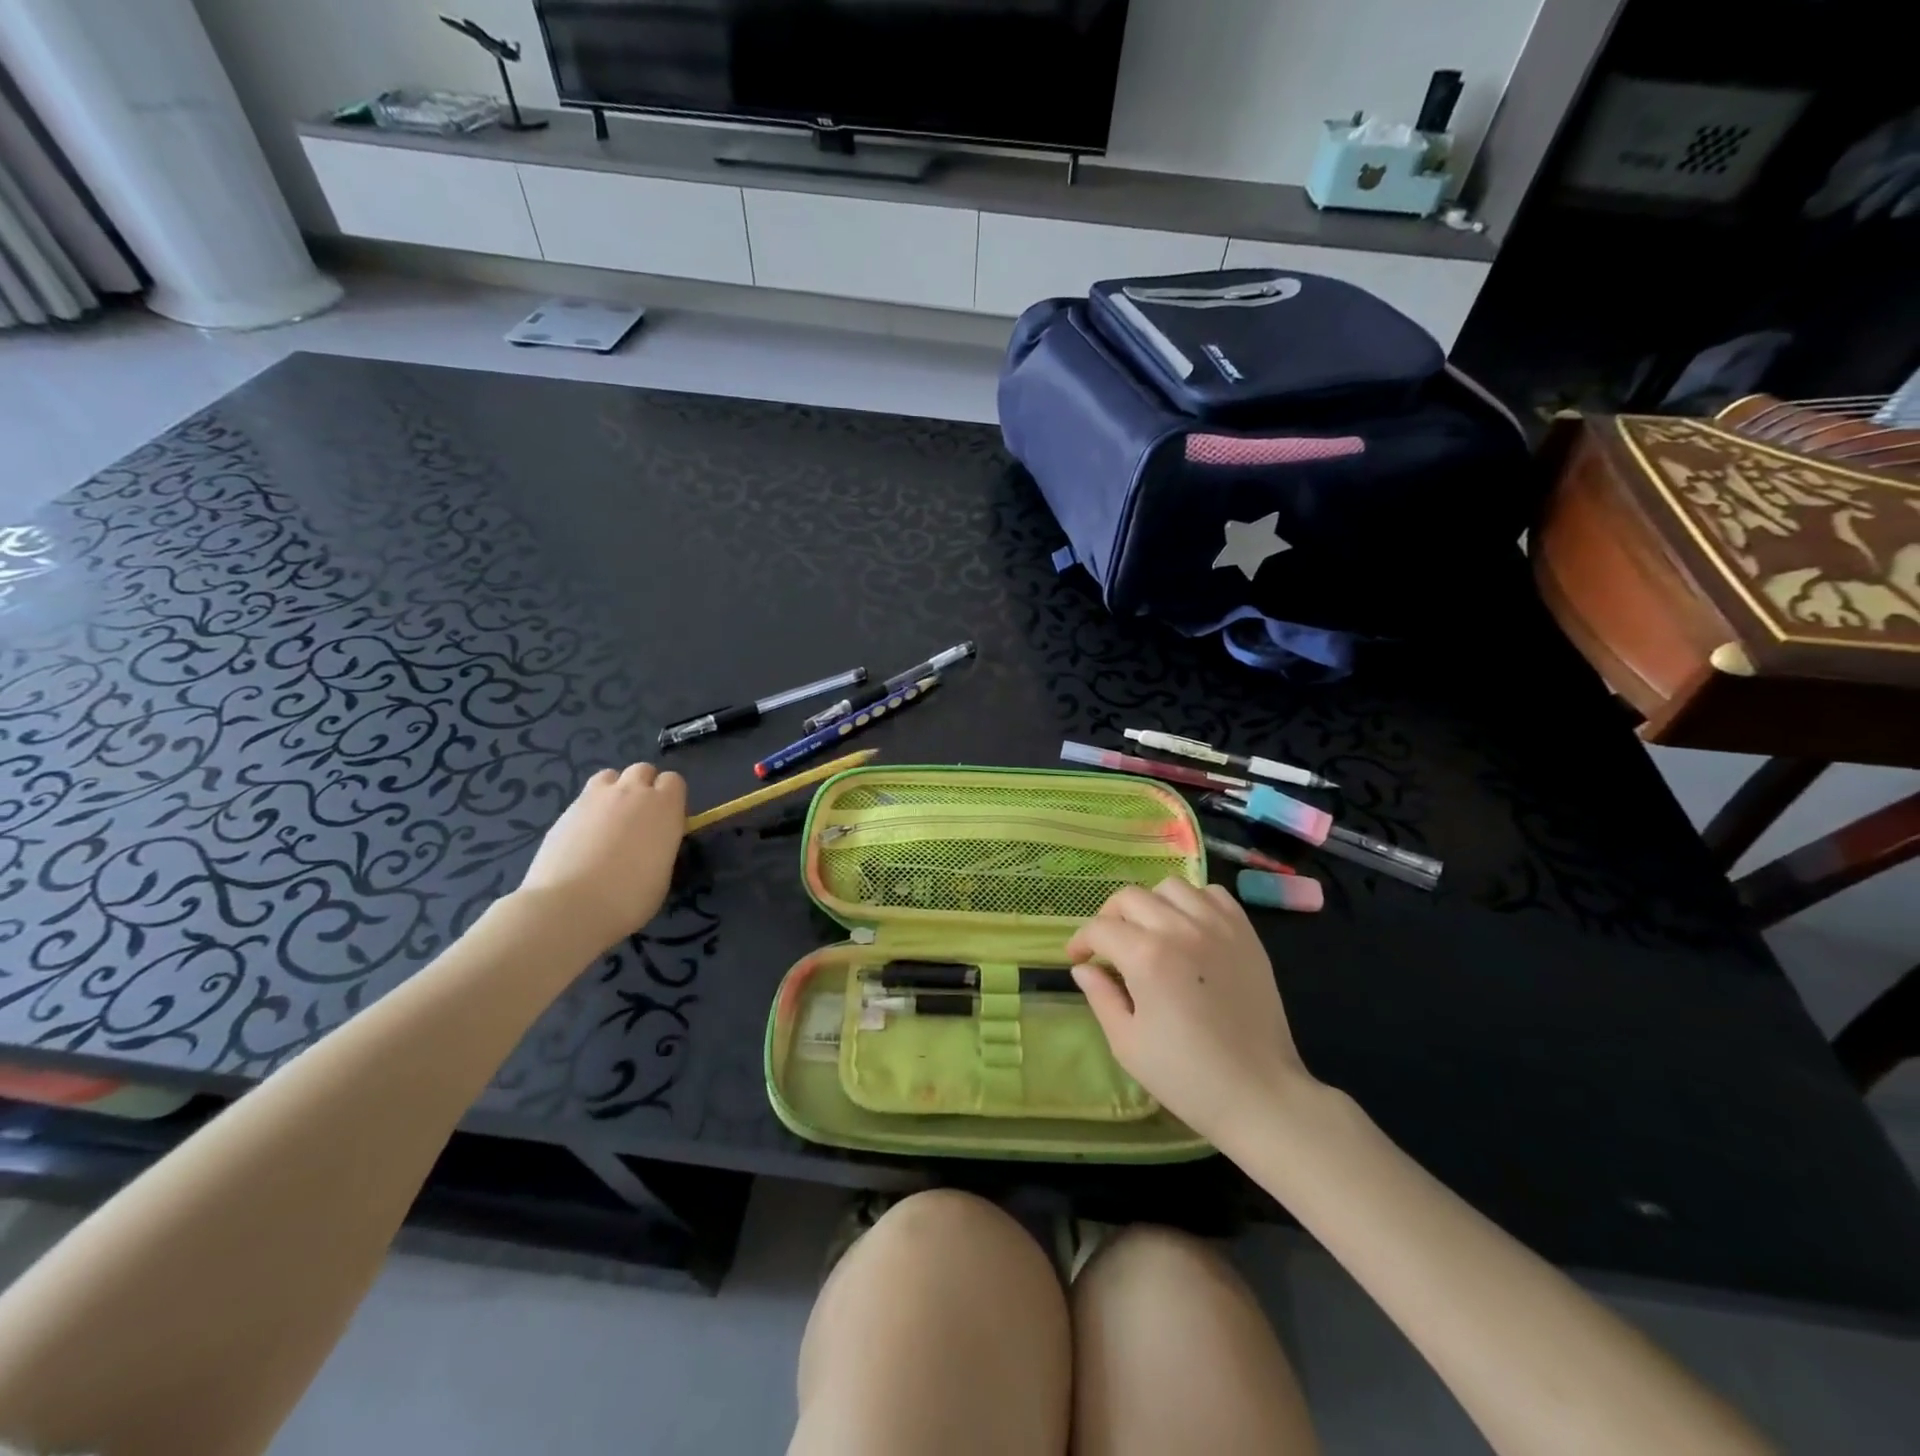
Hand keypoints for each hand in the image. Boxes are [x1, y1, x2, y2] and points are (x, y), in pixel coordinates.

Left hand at [517, 764, 686, 949]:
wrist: (570, 906)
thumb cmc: (630, 897)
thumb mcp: (663, 871)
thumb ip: (662, 844)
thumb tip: (653, 841)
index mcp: (664, 806)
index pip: (673, 781)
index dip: (671, 798)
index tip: (668, 820)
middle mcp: (631, 792)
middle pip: (642, 770)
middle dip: (644, 787)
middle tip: (640, 818)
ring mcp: (595, 798)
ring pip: (610, 776)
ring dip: (615, 790)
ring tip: (610, 820)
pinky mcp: (565, 811)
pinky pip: (585, 798)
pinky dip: (590, 811)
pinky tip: (584, 838)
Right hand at [1066, 879, 1313, 1143]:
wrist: (1260, 1094)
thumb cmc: (1186, 1076)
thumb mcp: (1127, 1044)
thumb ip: (1100, 997)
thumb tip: (1083, 969)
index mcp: (1146, 957)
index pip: (1100, 929)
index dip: (1081, 941)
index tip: (1078, 959)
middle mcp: (1180, 928)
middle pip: (1130, 898)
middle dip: (1110, 918)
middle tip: (1108, 947)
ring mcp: (1217, 926)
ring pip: (1170, 887)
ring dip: (1151, 904)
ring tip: (1151, 932)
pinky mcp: (1245, 933)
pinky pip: (1212, 895)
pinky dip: (1193, 902)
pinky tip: (1189, 928)